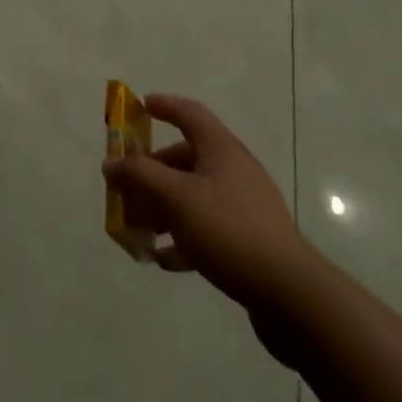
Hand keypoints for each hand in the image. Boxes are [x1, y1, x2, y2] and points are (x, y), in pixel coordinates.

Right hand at [102, 94, 314, 360]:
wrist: (291, 295)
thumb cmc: (229, 230)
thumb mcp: (176, 198)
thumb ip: (139, 176)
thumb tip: (110, 162)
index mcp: (220, 148)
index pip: (189, 112)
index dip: (164, 105)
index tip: (140, 107)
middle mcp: (233, 169)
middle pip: (186, 157)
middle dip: (153, 170)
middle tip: (127, 186)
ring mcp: (244, 206)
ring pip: (194, 195)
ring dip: (163, 207)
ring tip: (139, 228)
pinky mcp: (249, 241)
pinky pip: (207, 228)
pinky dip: (183, 236)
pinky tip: (165, 259)